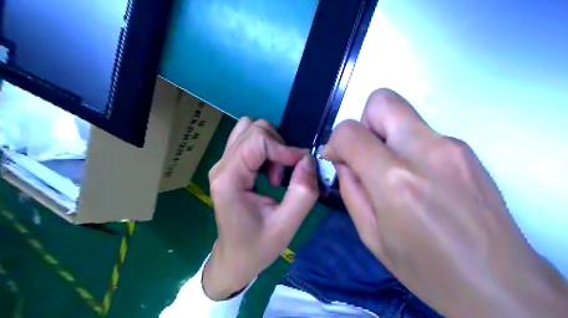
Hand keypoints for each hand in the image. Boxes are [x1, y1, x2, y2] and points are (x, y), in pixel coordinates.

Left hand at [204, 116, 318, 300]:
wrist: (234, 258)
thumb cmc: (257, 247)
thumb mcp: (286, 226)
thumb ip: (302, 192)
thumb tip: (309, 159)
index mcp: (229, 179)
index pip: (257, 139)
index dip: (284, 148)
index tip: (301, 166)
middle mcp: (221, 166)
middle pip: (253, 129)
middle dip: (277, 146)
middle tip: (282, 176)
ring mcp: (222, 164)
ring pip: (250, 130)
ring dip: (271, 146)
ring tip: (275, 174)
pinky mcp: (228, 166)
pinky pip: (248, 141)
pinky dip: (265, 149)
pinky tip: (268, 172)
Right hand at [322, 89, 565, 317]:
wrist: (499, 285)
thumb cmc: (427, 269)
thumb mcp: (371, 236)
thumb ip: (350, 191)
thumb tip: (343, 162)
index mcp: (396, 180)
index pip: (350, 131)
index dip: (335, 142)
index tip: (337, 159)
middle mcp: (426, 152)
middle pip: (382, 101)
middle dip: (364, 123)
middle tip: (366, 156)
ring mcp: (452, 146)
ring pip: (404, 114)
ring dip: (386, 136)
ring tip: (392, 174)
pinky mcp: (467, 150)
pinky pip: (423, 133)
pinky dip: (408, 147)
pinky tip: (418, 181)